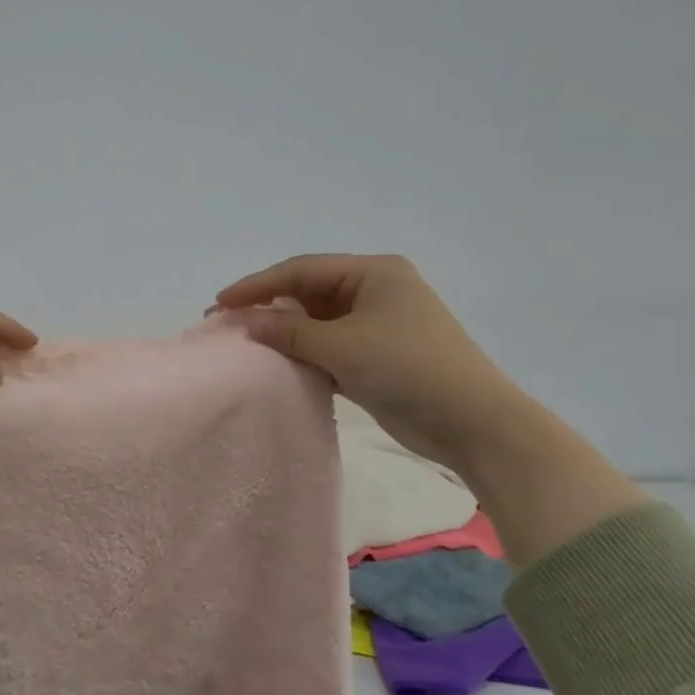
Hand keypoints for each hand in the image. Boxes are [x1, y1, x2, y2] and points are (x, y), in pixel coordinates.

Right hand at [216, 254, 648, 563]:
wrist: (473, 422)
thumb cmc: (408, 367)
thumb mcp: (342, 346)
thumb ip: (289, 331)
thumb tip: (244, 322)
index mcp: (373, 272)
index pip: (301, 271)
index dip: (257, 285)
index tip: (221, 303)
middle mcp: (375, 290)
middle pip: (308, 293)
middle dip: (268, 307)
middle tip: (227, 323)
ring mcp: (378, 324)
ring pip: (317, 321)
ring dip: (284, 332)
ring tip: (246, 344)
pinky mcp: (377, 355)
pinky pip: (330, 345)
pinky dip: (304, 353)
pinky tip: (278, 363)